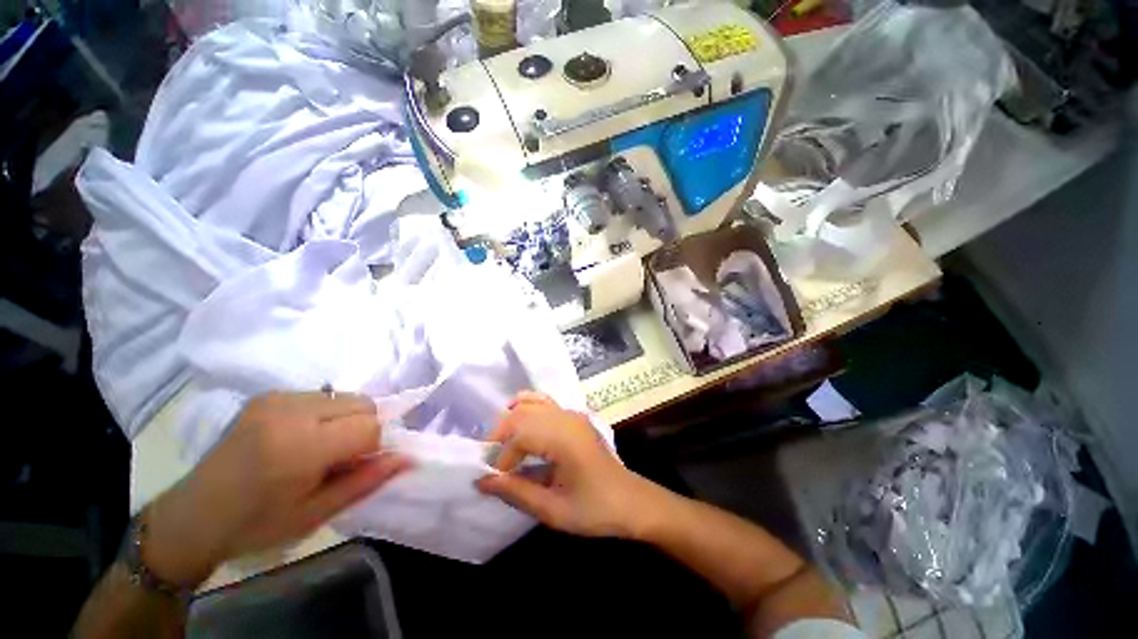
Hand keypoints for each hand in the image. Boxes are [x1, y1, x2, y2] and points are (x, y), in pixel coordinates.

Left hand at [142, 392, 410, 586]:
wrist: (194, 515)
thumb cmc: (256, 524)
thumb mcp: (316, 514)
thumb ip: (366, 481)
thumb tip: (407, 457)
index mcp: (299, 446)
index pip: (369, 426)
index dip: (373, 446)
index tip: (356, 466)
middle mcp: (290, 411)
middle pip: (362, 404)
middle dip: (363, 429)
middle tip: (339, 459)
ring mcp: (277, 398)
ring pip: (345, 397)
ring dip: (346, 420)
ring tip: (319, 448)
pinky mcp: (269, 395)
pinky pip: (322, 396)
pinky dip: (327, 414)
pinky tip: (302, 438)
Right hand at [476, 392, 664, 538]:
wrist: (630, 501)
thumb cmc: (594, 509)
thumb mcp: (553, 509)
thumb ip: (516, 492)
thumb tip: (482, 481)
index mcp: (564, 438)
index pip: (520, 434)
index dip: (502, 457)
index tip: (496, 479)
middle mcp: (566, 418)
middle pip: (522, 412)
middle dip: (500, 434)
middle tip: (492, 460)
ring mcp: (572, 413)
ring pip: (532, 402)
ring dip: (512, 420)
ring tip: (502, 443)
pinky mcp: (575, 416)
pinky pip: (544, 402)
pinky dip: (527, 409)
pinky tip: (521, 425)